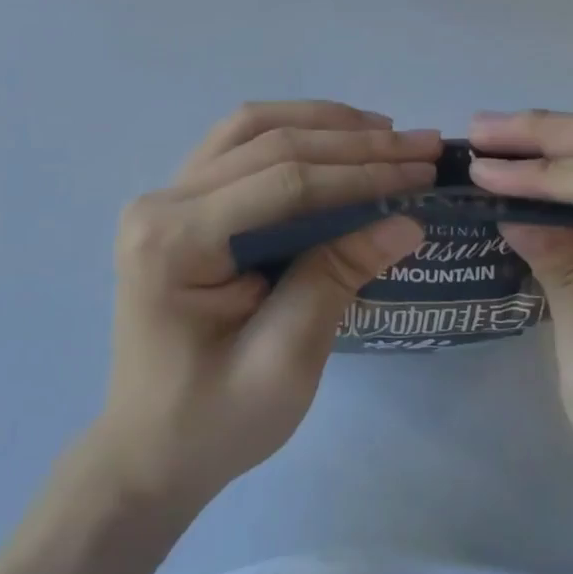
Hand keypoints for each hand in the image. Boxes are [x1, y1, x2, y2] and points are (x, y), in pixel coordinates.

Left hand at [87, 102, 438, 508]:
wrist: (149, 449)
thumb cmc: (213, 421)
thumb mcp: (284, 362)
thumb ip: (336, 278)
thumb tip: (406, 220)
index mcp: (174, 241)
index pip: (283, 183)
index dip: (359, 172)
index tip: (423, 169)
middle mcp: (162, 202)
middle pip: (269, 144)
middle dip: (354, 142)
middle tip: (423, 144)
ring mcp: (167, 197)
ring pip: (252, 129)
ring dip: (323, 124)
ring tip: (386, 131)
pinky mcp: (181, 204)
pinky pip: (240, 147)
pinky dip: (294, 134)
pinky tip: (336, 140)